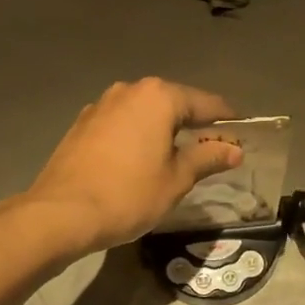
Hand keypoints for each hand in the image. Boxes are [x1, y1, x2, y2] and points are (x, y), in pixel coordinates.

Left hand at [21, 77, 240, 254]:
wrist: (61, 214)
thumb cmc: (129, 194)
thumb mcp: (177, 179)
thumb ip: (207, 158)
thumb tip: (234, 149)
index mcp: (159, 97)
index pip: (205, 103)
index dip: (227, 119)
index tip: (243, 133)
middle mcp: (130, 91)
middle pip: (174, 103)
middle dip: (195, 123)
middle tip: (213, 147)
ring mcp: (101, 105)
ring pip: (145, 112)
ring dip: (164, 129)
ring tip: (178, 154)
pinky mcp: (82, 124)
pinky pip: (122, 124)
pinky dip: (138, 135)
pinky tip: (141, 159)